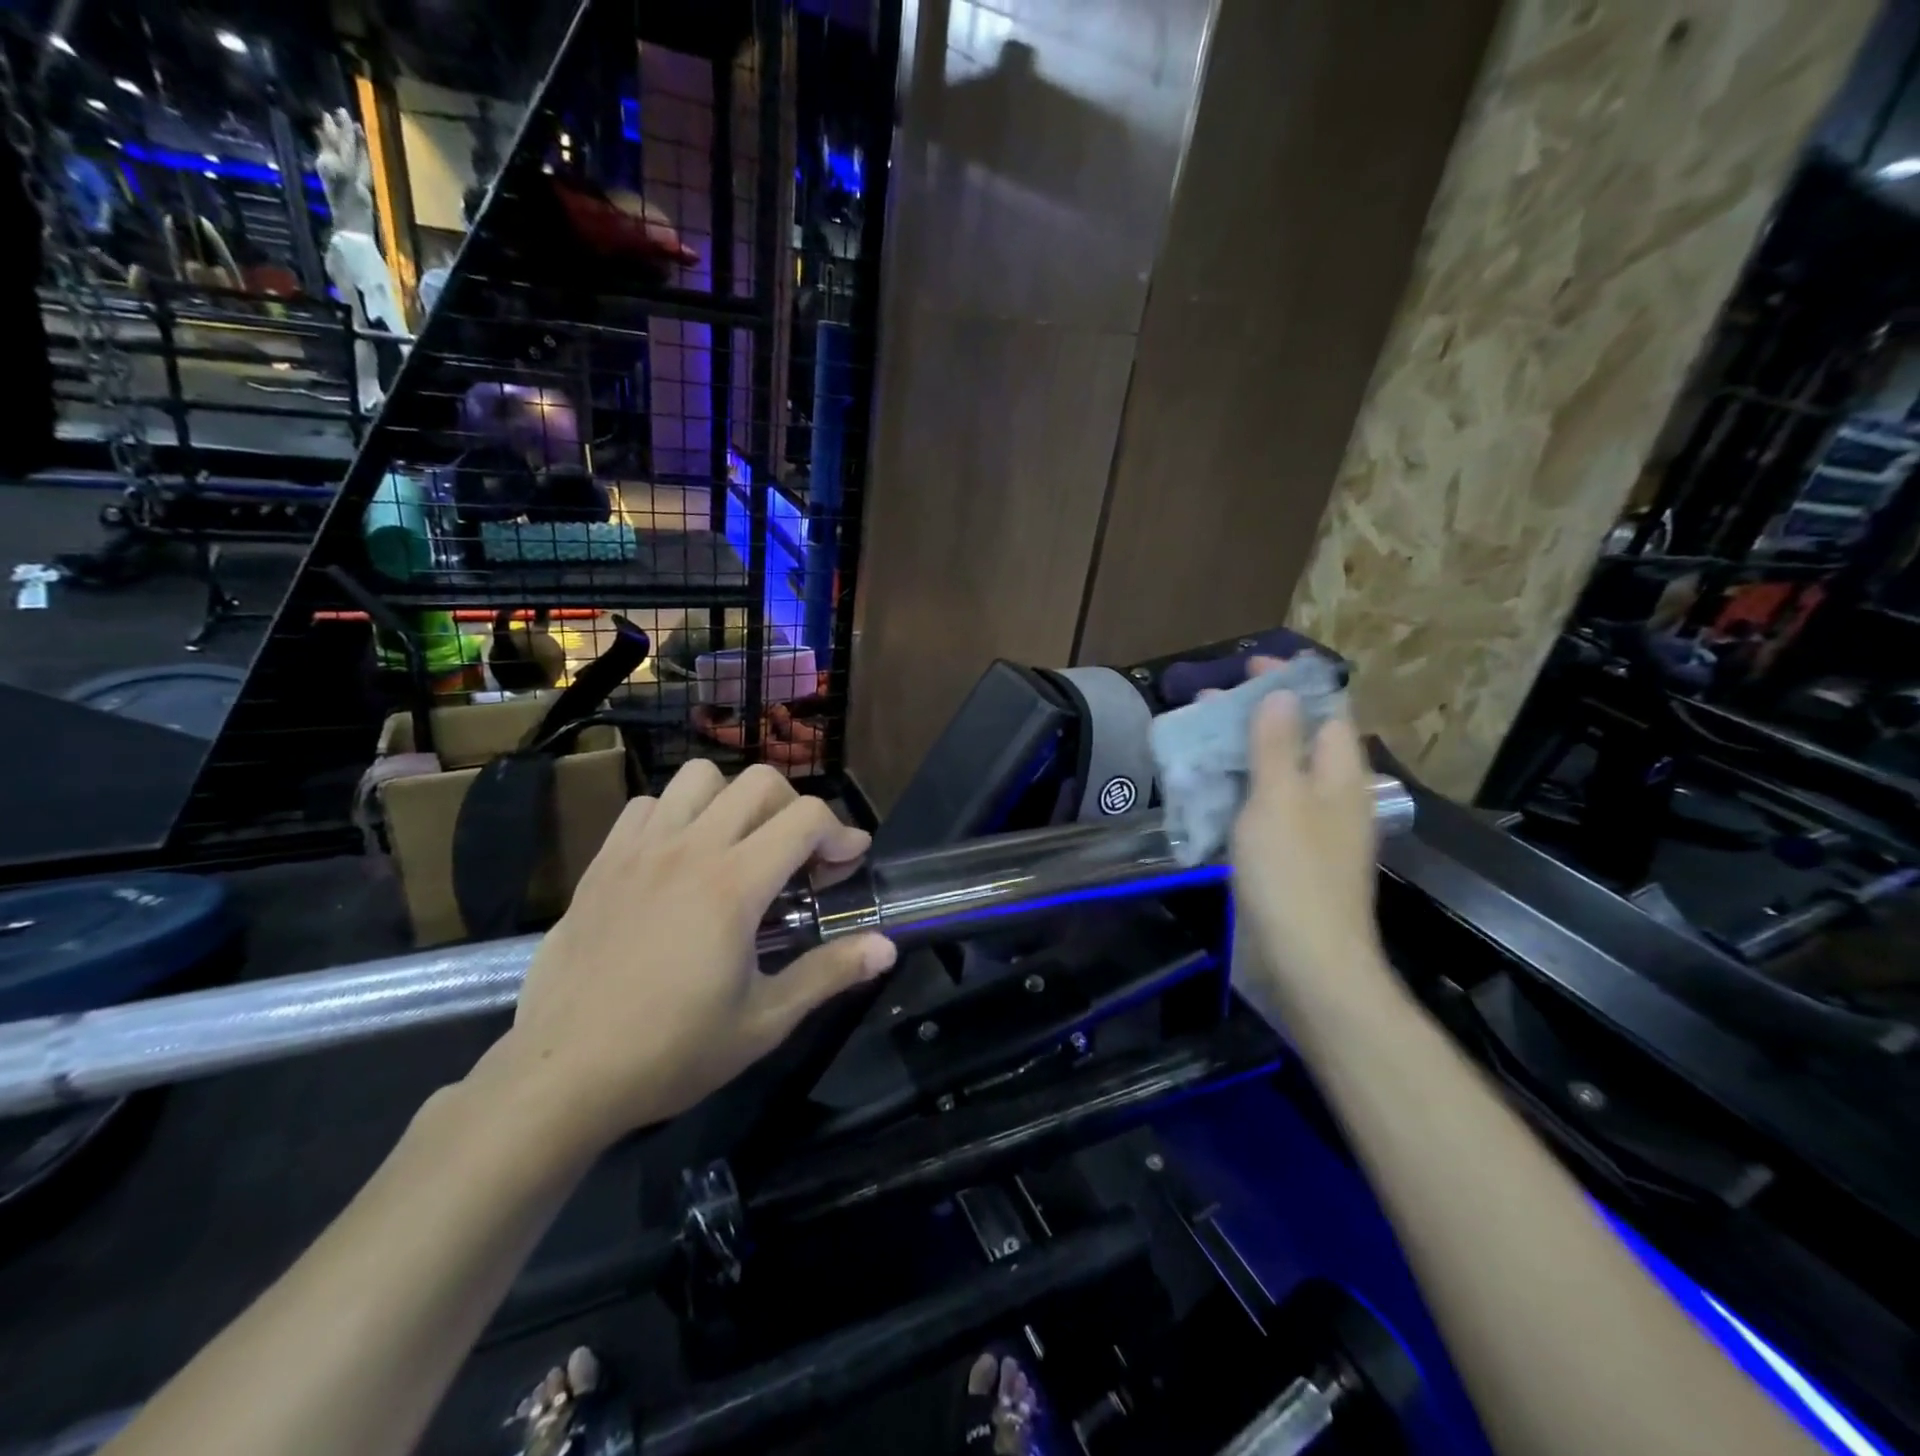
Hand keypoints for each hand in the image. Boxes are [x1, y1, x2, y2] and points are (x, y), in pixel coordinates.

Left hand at [489, 762, 896, 1151]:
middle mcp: (690, 850)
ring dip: (734, 800)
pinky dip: (677, 815)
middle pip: (760, 782)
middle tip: (799, 857)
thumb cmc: (671, 1052)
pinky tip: (680, 860)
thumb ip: (829, 973)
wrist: (561, 1076)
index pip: (806, 817)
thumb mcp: (764, 1021)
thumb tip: (887, 947)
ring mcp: (641, 850)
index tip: (848, 863)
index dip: (842, 832)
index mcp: (733, 885)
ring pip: (700, 777)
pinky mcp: (603, 862)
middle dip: (796, 809)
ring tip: (739, 846)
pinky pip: (649, 805)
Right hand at [1230, 682, 1389, 1021]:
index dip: (1292, 683)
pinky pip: (1268, 807)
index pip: (1325, 709)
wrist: (1308, 961)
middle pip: (1299, 739)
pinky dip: (1242, 789)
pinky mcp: (1293, 857)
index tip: (1249, 667)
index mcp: (1340, 775)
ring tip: (1200, 739)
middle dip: (1258, 716)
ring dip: (1245, 752)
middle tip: (1209, 704)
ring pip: (1280, 774)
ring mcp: (1315, 829)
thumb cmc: (1291, 874)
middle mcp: (1334, 796)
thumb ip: (1276, 745)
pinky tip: (1210, 792)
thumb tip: (1279, 695)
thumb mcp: (1278, 800)